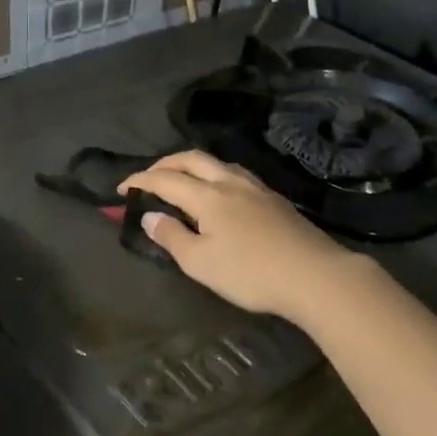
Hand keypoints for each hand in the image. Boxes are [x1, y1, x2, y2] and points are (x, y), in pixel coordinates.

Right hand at [118, 151, 352, 323]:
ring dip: (192, 166)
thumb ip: (172, 237)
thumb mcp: (200, 263)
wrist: (314, 276)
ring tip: (181, 180)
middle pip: (192, 159)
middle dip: (165, 163)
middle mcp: (230, 183)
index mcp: (208, 196)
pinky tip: (219, 193)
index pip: (165, 179)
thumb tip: (149, 217)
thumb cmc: (250, 273)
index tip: (122, 190)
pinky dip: (214, 175)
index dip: (140, 181)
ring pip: (217, 163)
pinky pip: (235, 175)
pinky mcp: (274, 199)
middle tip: (148, 177)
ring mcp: (256, 188)